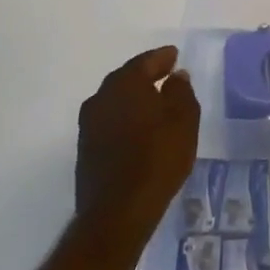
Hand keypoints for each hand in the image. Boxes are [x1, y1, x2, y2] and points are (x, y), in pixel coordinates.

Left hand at [74, 45, 200, 254]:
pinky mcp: (85, 150)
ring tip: (154, 103)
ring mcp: (89, 125)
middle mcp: (101, 98)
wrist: (117, 213)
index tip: (175, 56)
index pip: (145, 62)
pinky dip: (124, 118)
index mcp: (125, 84)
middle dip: (145, 76)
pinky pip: (110, 121)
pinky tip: (138, 129)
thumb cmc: (157, 159)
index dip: (162, 58)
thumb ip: (181, 92)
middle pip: (126, 79)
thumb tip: (176, 76)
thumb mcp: (184, 121)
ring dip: (133, 99)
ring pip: (115, 101)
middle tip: (165, 75)